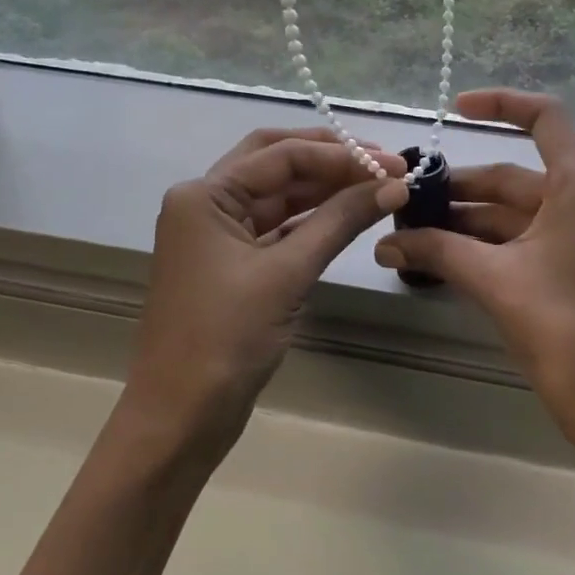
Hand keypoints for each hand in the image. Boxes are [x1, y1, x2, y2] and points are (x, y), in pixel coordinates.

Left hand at [125, 128, 407, 455]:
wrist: (179, 419)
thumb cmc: (225, 339)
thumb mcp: (287, 274)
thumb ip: (340, 221)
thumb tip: (395, 184)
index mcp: (205, 195)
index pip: (282, 155)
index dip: (341, 154)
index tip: (394, 163)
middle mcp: (207, 203)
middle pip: (275, 161)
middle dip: (329, 157)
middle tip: (383, 163)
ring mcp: (219, 234)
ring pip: (278, 194)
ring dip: (325, 188)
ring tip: (377, 185)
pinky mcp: (234, 263)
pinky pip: (278, 227)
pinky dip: (313, 219)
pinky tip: (349, 215)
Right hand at [373, 90, 574, 442]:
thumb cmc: (562, 330)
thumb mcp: (493, 281)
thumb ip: (436, 251)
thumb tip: (384, 243)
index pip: (547, 118)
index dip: (501, 103)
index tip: (456, 110)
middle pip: (519, 175)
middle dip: (462, 188)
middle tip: (410, 198)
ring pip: (521, 210)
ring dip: (471, 219)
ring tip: (416, 231)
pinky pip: (533, 235)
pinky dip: (493, 241)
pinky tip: (449, 253)